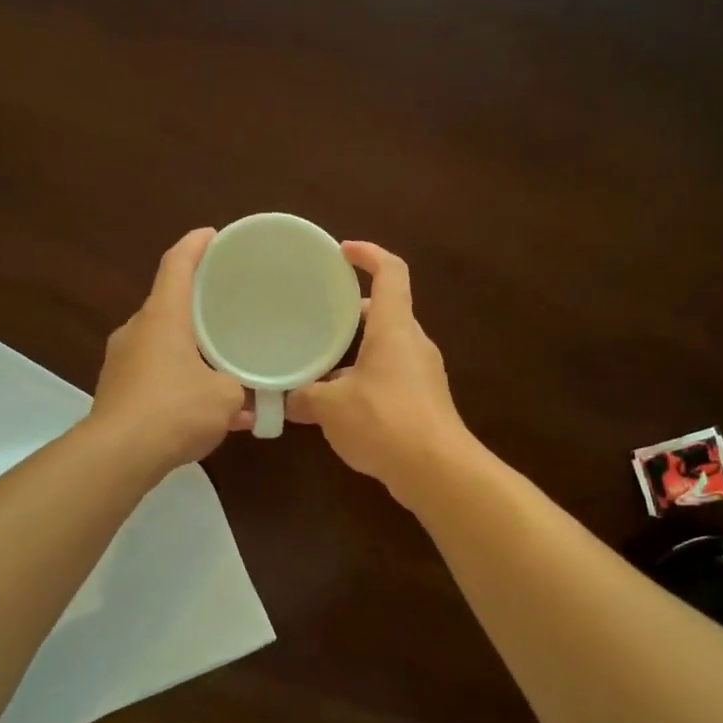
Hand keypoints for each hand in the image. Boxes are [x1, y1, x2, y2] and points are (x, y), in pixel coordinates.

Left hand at [90, 228, 251, 473]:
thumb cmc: (175, 410)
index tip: (213, 235)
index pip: (177, 265)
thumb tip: (244, 399)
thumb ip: (239, 389)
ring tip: (220, 362)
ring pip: (162, 342)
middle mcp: (137, 330)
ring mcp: (121, 361)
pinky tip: (202, 407)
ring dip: (189, 348)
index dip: (196, 245)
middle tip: (226, 306)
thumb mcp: (225, 397)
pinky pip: (154, 373)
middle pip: (168, 303)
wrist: (118, 455)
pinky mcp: (116, 390)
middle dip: (196, 304)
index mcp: (163, 317)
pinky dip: (178, 380)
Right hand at [286, 242, 470, 501]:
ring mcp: (422, 373)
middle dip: (351, 309)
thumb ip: (304, 397)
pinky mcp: (423, 401)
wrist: (437, 471)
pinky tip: (337, 403)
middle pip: (385, 311)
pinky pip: (389, 376)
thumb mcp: (331, 407)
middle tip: (317, 313)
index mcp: (394, 328)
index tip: (342, 252)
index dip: (368, 254)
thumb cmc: (384, 421)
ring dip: (355, 350)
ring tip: (318, 362)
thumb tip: (286, 400)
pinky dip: (364, 378)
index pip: (390, 272)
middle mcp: (412, 343)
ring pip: (386, 347)